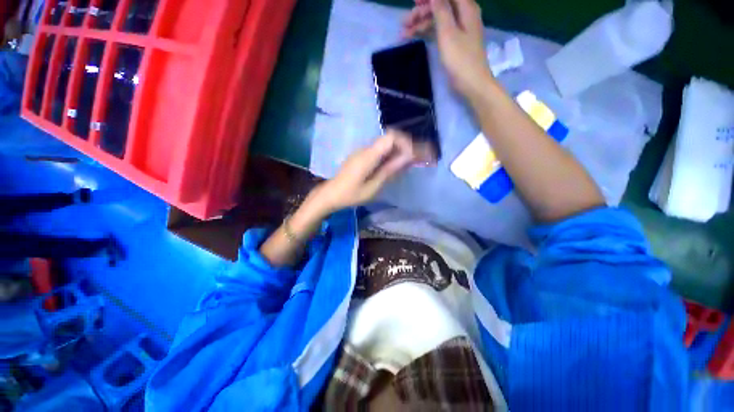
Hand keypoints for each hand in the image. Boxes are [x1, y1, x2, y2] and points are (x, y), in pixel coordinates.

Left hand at [312, 129, 434, 213]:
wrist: (330, 194)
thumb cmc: (350, 195)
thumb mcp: (372, 187)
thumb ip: (389, 171)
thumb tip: (407, 157)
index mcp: (368, 156)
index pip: (391, 137)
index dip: (406, 143)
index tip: (415, 156)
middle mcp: (366, 149)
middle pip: (391, 139)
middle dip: (408, 146)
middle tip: (420, 158)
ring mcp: (363, 152)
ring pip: (387, 145)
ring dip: (401, 151)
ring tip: (413, 163)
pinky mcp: (362, 157)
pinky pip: (381, 151)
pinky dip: (392, 156)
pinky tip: (397, 166)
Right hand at [403, 0, 492, 97]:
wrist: (471, 84)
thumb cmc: (460, 59)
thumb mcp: (448, 33)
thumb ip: (441, 9)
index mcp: (465, 8)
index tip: (414, 1)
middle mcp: (462, 15)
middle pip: (440, 5)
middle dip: (422, 11)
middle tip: (404, 21)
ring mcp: (458, 29)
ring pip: (436, 19)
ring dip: (420, 23)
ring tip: (404, 33)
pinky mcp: (453, 42)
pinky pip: (437, 31)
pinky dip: (426, 33)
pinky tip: (413, 36)